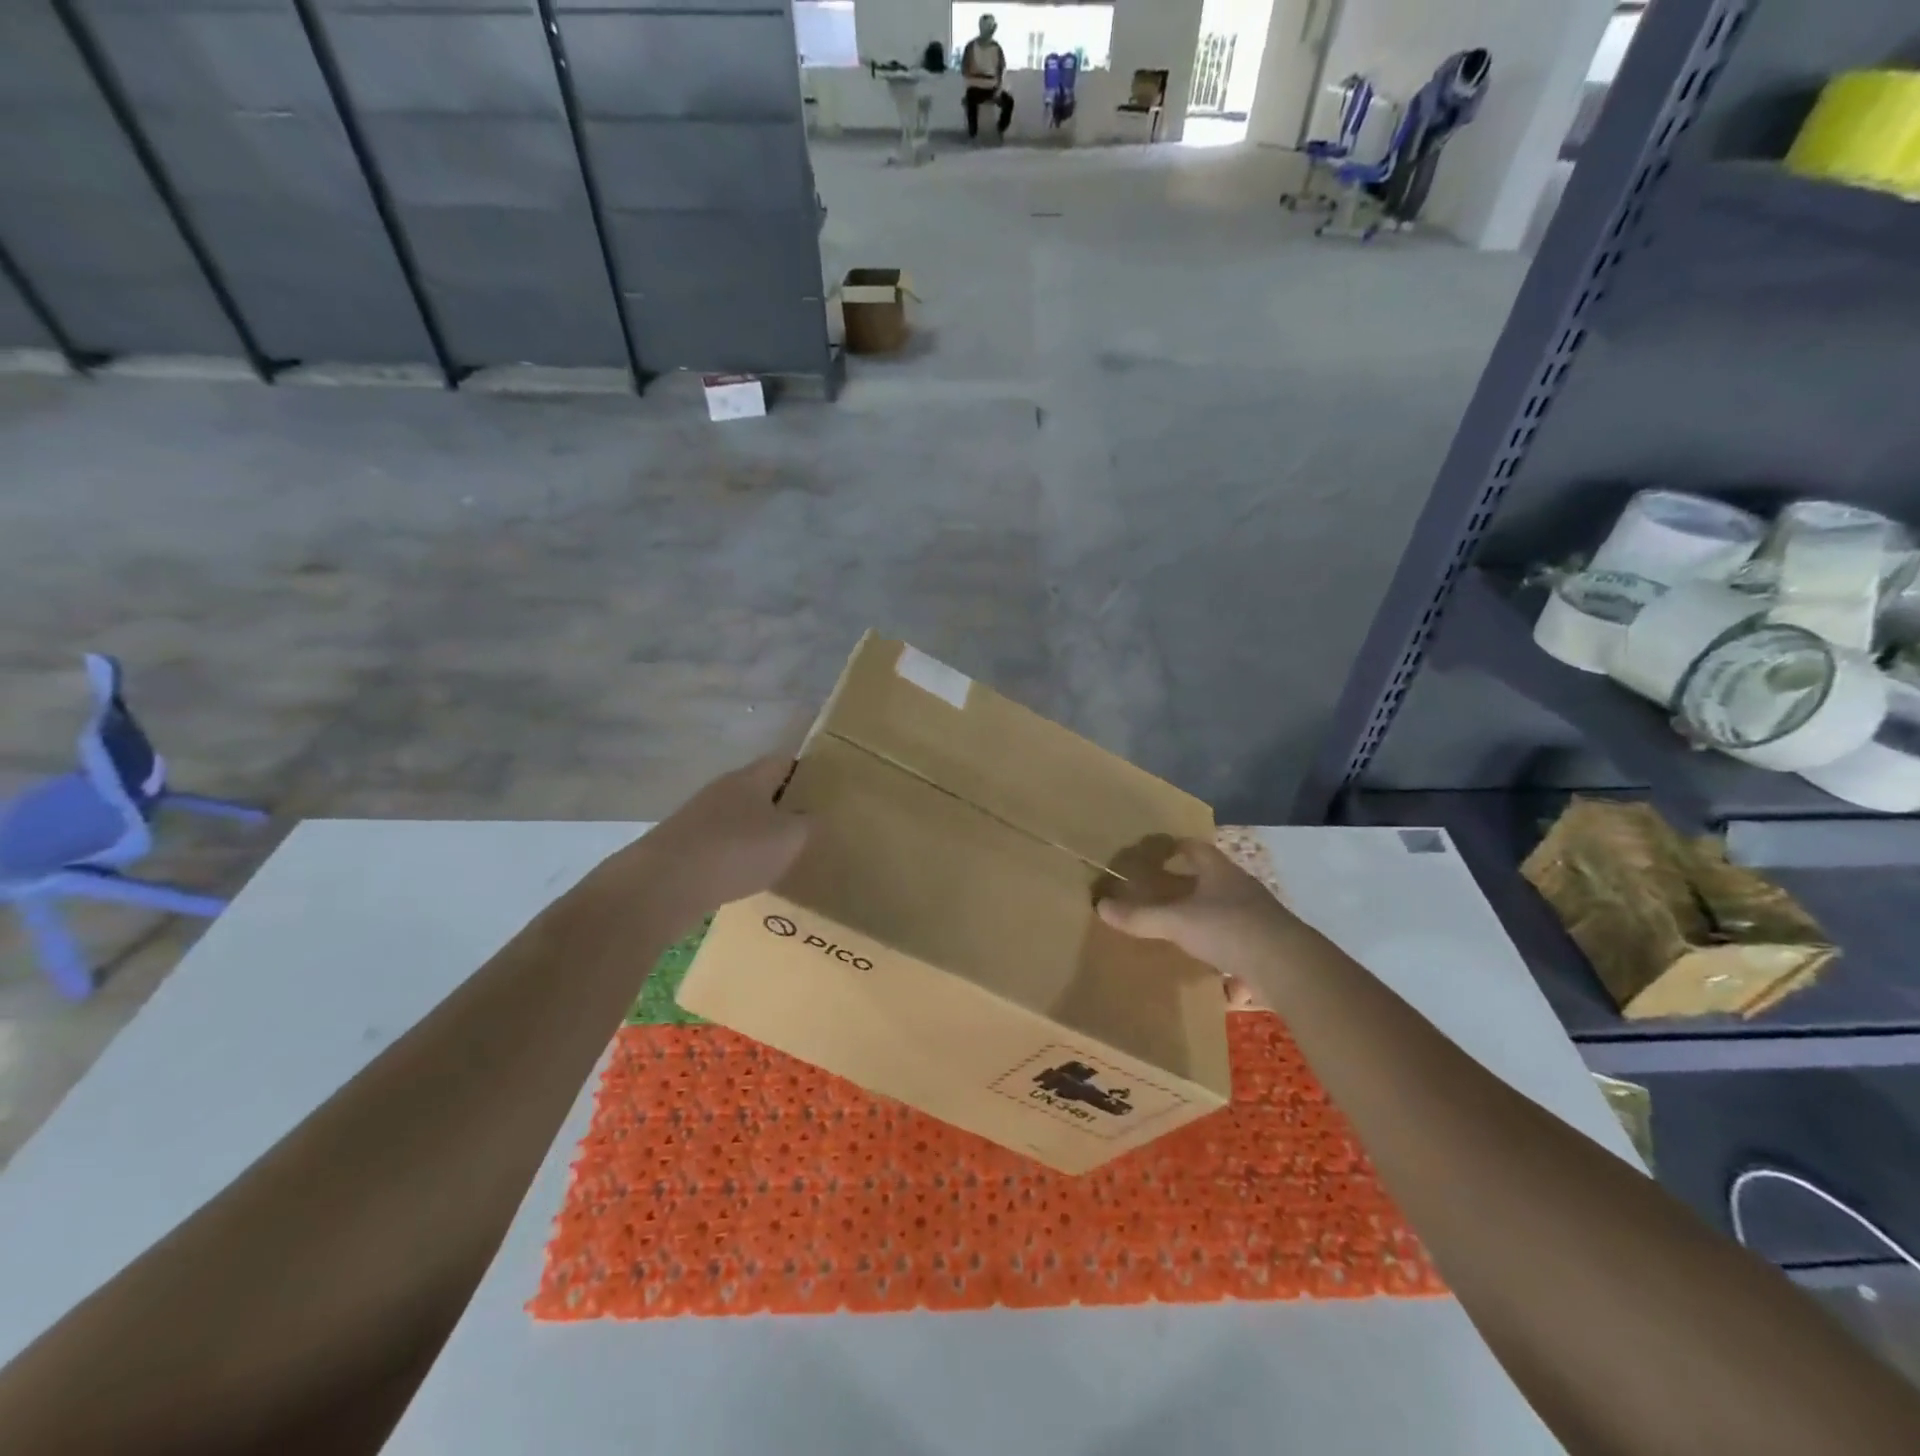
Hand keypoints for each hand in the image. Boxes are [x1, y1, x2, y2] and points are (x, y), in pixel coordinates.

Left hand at [623, 753, 809, 917]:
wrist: (662, 885)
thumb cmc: (736, 851)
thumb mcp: (790, 838)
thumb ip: (809, 823)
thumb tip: (814, 816)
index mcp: (751, 778)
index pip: (784, 761)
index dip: (806, 771)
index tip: (826, 790)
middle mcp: (723, 789)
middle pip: (760, 789)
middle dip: (784, 805)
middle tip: (810, 826)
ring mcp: (699, 818)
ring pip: (739, 818)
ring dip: (758, 833)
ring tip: (782, 855)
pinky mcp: (683, 846)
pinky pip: (720, 844)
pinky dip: (736, 856)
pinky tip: (747, 876)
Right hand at [1097, 838, 1304, 1004]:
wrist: (1288, 966)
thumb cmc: (1228, 928)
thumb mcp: (1177, 922)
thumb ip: (1140, 916)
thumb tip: (1100, 905)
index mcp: (1218, 871)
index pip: (1194, 847)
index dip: (1173, 847)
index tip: (1154, 852)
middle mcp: (1240, 887)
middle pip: (1210, 877)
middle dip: (1187, 883)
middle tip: (1159, 890)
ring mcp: (1257, 915)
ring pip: (1224, 908)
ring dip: (1205, 915)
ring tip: (1181, 927)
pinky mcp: (1267, 944)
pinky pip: (1238, 940)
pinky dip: (1222, 949)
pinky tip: (1211, 969)